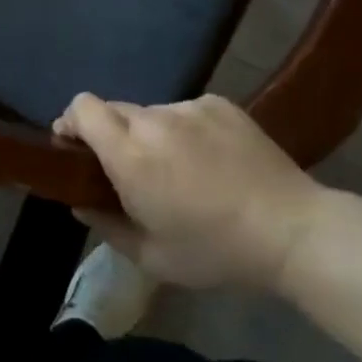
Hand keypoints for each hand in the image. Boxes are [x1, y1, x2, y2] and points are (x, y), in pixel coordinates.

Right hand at [53, 93, 325, 289]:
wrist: (291, 229)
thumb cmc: (215, 251)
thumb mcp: (152, 257)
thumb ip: (105, 225)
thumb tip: (78, 202)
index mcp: (130, 155)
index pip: (82, 108)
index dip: (71, 121)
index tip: (75, 147)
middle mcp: (153, 120)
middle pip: (113, 109)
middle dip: (111, 135)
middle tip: (130, 170)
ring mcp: (188, 107)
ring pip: (151, 112)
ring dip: (149, 134)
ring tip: (179, 169)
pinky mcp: (218, 103)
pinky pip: (185, 111)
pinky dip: (184, 130)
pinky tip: (210, 159)